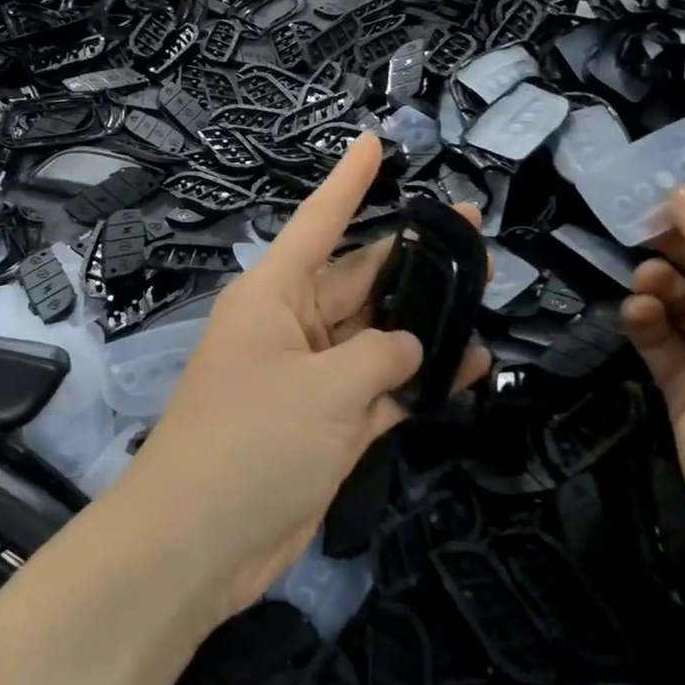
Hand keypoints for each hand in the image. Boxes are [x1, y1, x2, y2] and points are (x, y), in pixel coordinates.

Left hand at [120, 134, 489, 623]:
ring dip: (426, 323)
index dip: (349, 181)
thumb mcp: (323, 388)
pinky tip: (468, 369)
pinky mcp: (328, 425)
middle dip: (415, 258)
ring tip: (485, 297)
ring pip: (378, 336)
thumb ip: (381, 357)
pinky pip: (381, 389)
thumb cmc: (251, 441)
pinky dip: (419, 382)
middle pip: (362, 278)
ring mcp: (312, 378)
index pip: (319, 221)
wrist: (200, 543)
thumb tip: (412, 349)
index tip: (376, 142)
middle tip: (476, 234)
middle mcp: (292, 326)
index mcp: (274, 295)